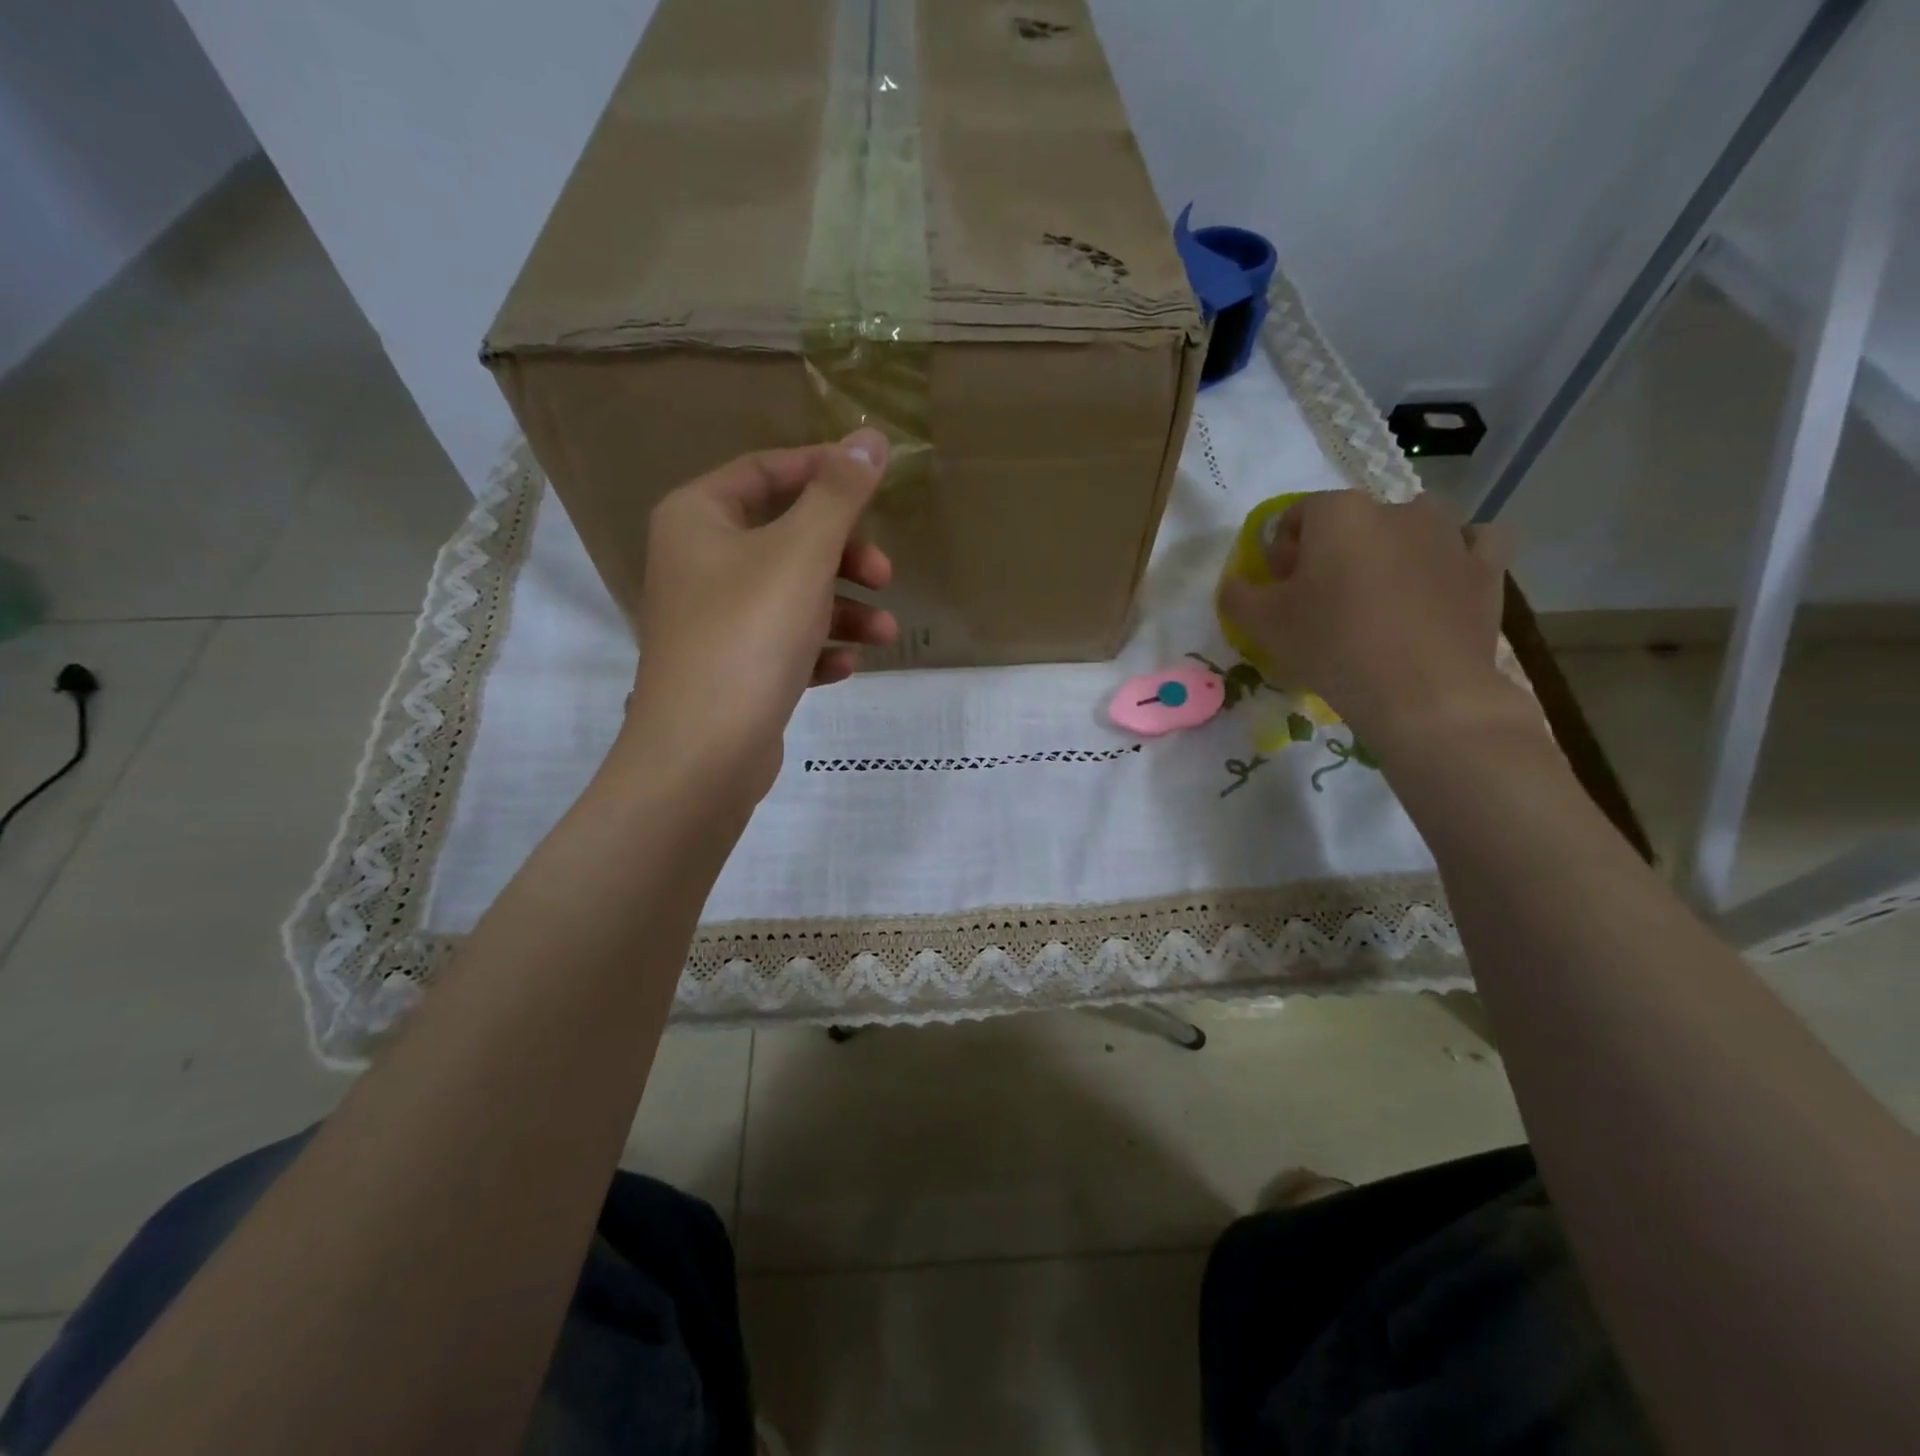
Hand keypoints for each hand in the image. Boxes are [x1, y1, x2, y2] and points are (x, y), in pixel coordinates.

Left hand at [623, 429, 897, 800]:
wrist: (703, 752)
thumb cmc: (749, 634)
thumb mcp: (803, 554)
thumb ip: (839, 494)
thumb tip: (870, 437)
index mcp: (698, 518)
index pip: (766, 471)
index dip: (823, 470)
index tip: (875, 482)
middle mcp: (698, 562)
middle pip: (786, 537)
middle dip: (844, 556)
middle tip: (884, 575)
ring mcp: (713, 619)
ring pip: (792, 595)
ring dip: (843, 609)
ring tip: (885, 633)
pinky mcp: (730, 668)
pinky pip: (783, 641)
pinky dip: (817, 648)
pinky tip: (844, 666)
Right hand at [1217, 491, 1529, 753]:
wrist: (1423, 694)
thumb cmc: (1332, 645)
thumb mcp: (1260, 623)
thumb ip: (1237, 594)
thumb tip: (1237, 583)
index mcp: (1339, 512)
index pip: (1294, 517)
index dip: (1279, 554)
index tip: (1279, 593)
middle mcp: (1396, 508)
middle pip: (1350, 522)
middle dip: (1331, 553)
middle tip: (1322, 602)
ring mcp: (1449, 534)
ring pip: (1411, 526)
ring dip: (1391, 549)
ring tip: (1380, 596)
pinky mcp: (1486, 567)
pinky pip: (1471, 544)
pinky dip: (1454, 556)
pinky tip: (1439, 581)